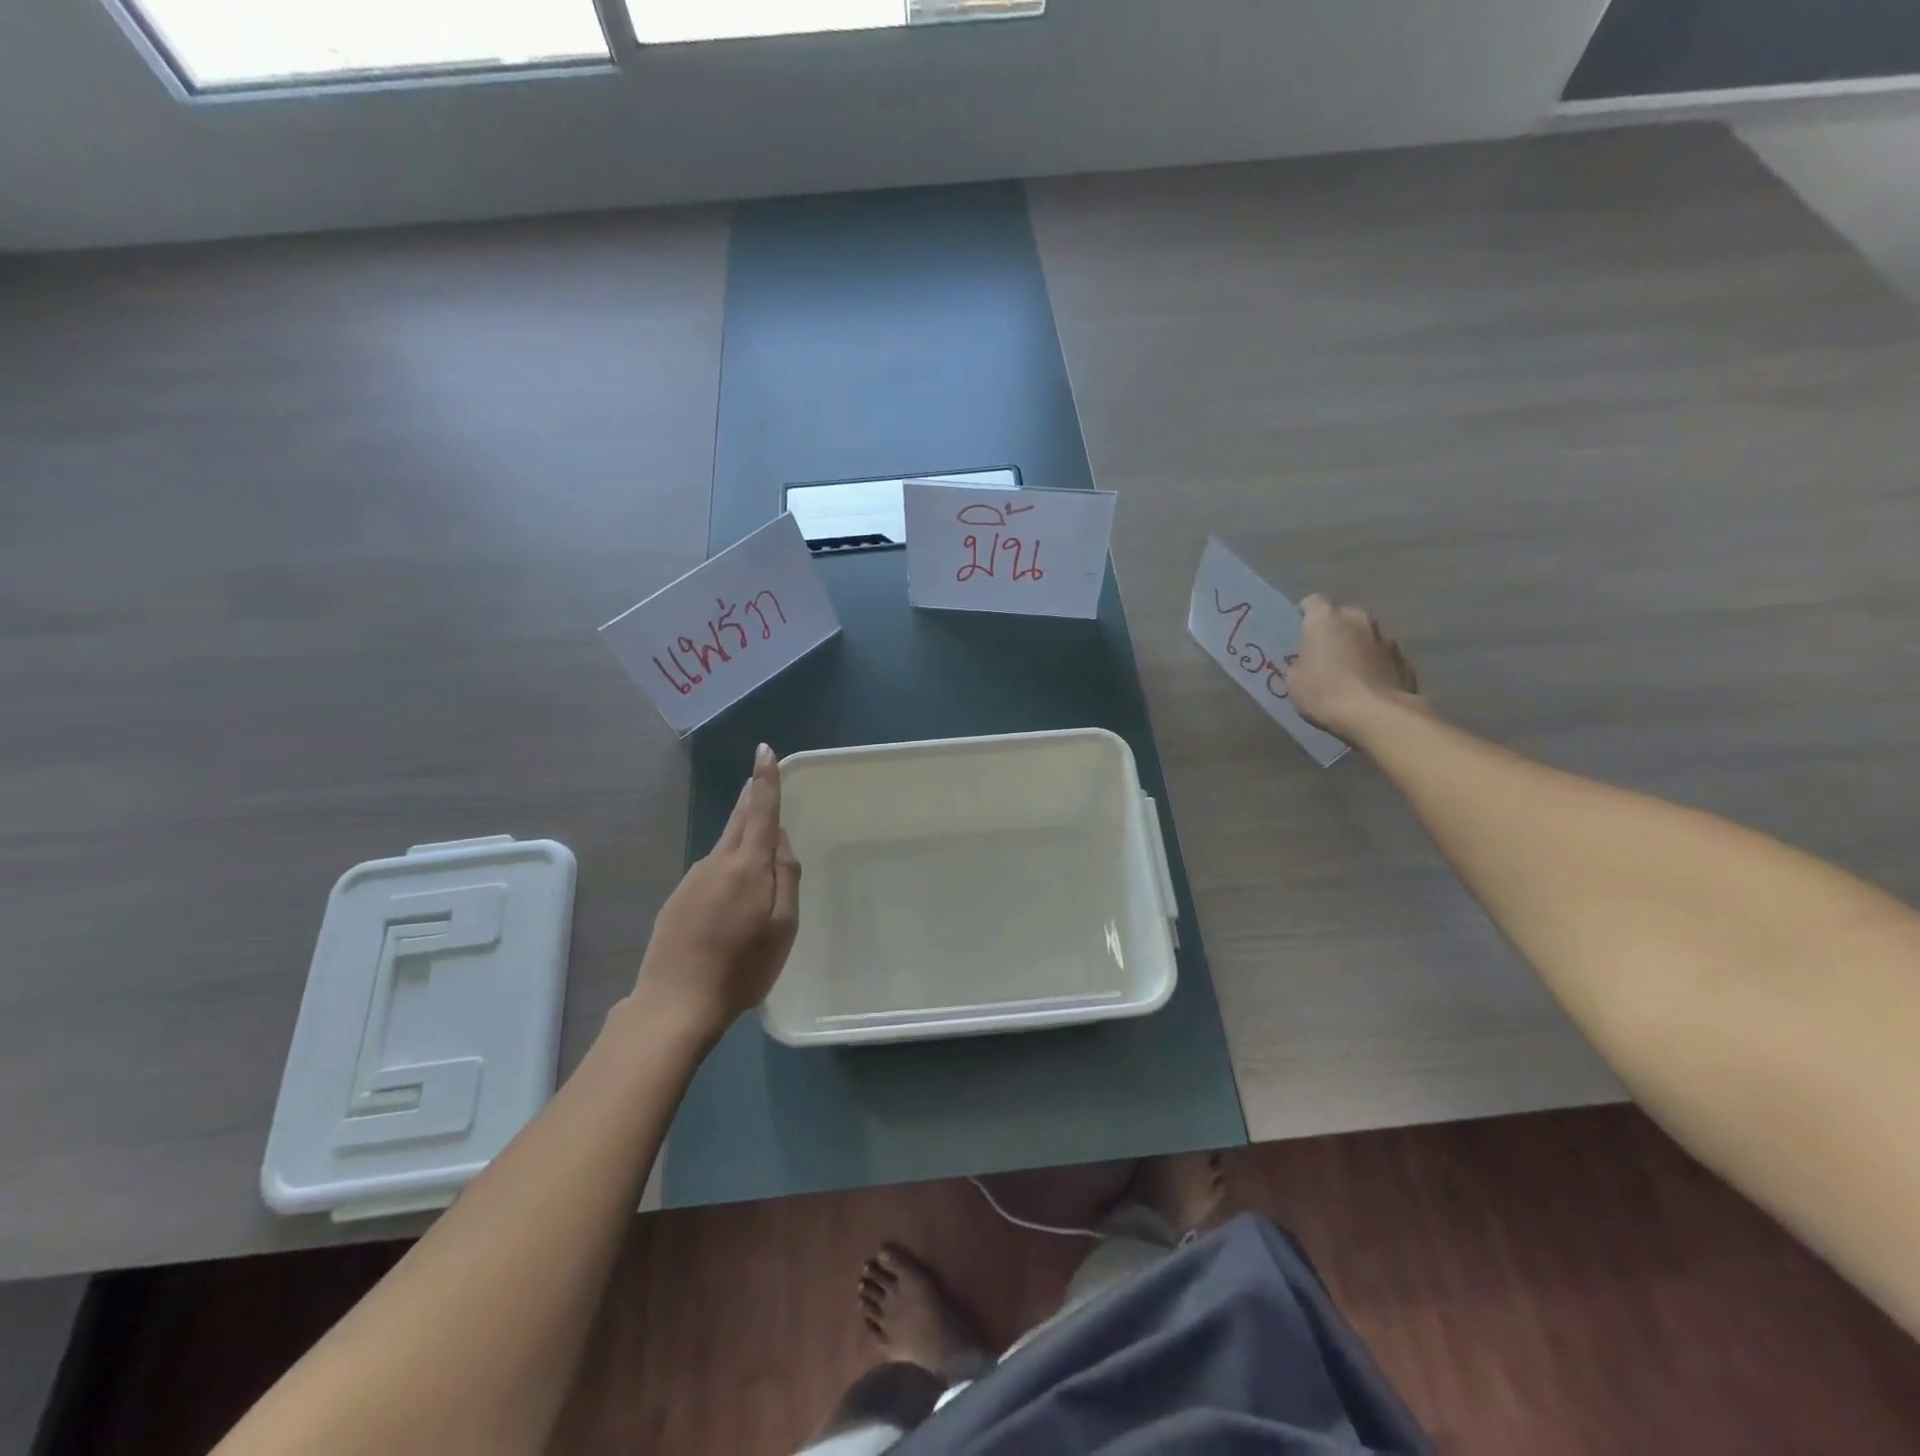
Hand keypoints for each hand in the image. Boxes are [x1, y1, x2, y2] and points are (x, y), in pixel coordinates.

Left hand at [634, 743, 800, 1041]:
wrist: (675, 1003)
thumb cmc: (742, 967)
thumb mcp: (783, 926)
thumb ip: (787, 877)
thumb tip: (780, 840)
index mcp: (747, 866)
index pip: (761, 811)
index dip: (765, 780)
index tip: (764, 750)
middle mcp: (717, 862)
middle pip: (738, 820)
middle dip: (751, 796)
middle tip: (759, 777)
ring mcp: (692, 880)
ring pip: (724, 845)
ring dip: (741, 832)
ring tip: (758, 837)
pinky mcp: (677, 899)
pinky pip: (711, 870)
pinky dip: (726, 864)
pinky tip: (732, 889)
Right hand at [1283, 595, 1426, 743]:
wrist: (1377, 716)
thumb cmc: (1325, 693)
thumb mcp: (1294, 682)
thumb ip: (1299, 664)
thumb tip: (1308, 662)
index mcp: (1326, 620)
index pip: (1313, 603)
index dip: (1305, 615)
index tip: (1300, 633)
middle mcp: (1359, 620)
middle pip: (1344, 618)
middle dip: (1336, 632)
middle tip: (1325, 655)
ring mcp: (1386, 639)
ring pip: (1366, 637)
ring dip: (1358, 649)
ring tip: (1350, 675)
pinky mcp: (1405, 661)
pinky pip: (1384, 658)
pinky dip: (1376, 667)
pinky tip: (1369, 688)